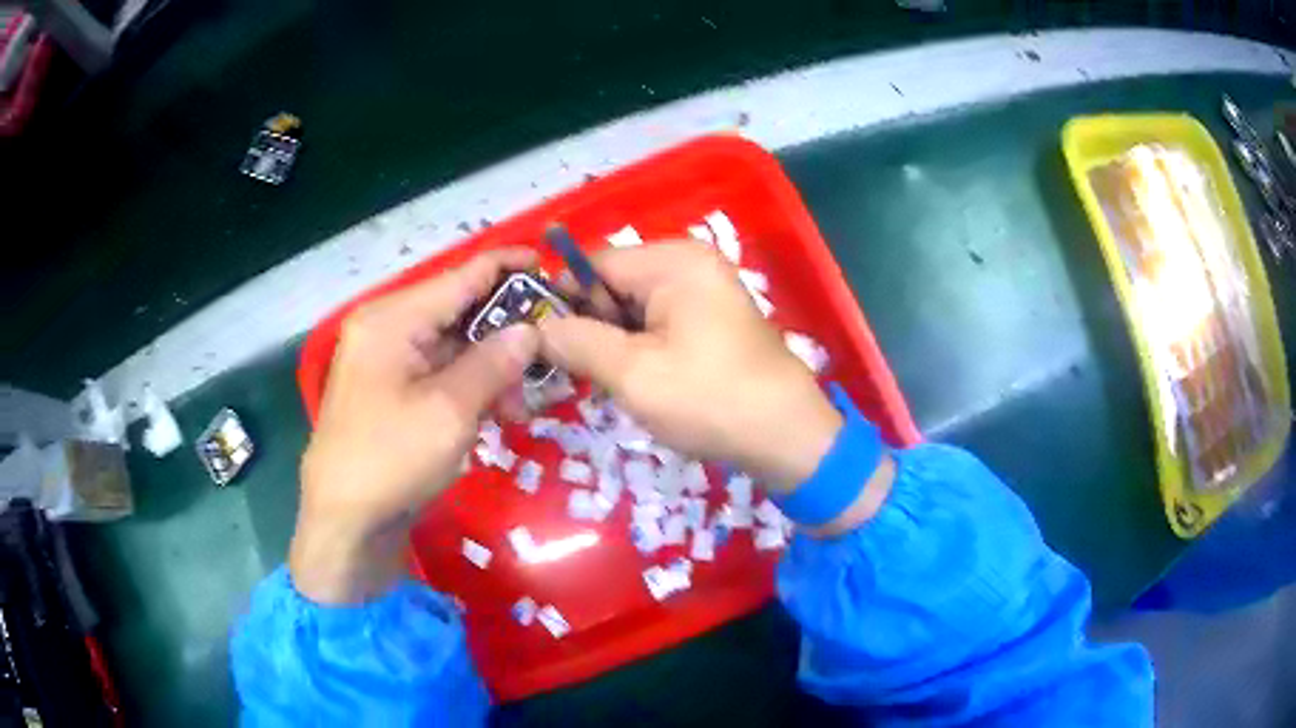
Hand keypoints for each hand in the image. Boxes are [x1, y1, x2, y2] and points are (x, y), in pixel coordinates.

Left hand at [291, 248, 539, 603]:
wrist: (344, 523)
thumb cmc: (391, 460)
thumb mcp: (449, 411)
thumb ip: (493, 363)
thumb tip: (531, 330)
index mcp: (393, 320)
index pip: (461, 276)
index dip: (508, 267)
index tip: (553, 267)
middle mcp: (387, 329)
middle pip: (458, 310)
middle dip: (506, 329)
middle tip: (552, 349)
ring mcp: (387, 362)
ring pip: (453, 346)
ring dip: (492, 366)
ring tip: (526, 400)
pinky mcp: (392, 392)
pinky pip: (440, 373)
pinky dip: (471, 386)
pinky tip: (499, 411)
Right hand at [538, 243, 842, 493]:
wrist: (787, 437)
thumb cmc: (710, 400)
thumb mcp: (633, 374)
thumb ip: (576, 343)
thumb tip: (533, 330)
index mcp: (672, 261)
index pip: (592, 265)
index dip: (559, 302)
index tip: (535, 344)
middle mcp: (688, 264)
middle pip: (612, 285)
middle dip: (587, 327)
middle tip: (565, 372)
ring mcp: (703, 291)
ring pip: (632, 309)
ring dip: (611, 344)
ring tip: (601, 382)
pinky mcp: (710, 320)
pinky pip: (656, 324)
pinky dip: (637, 350)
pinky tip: (633, 382)